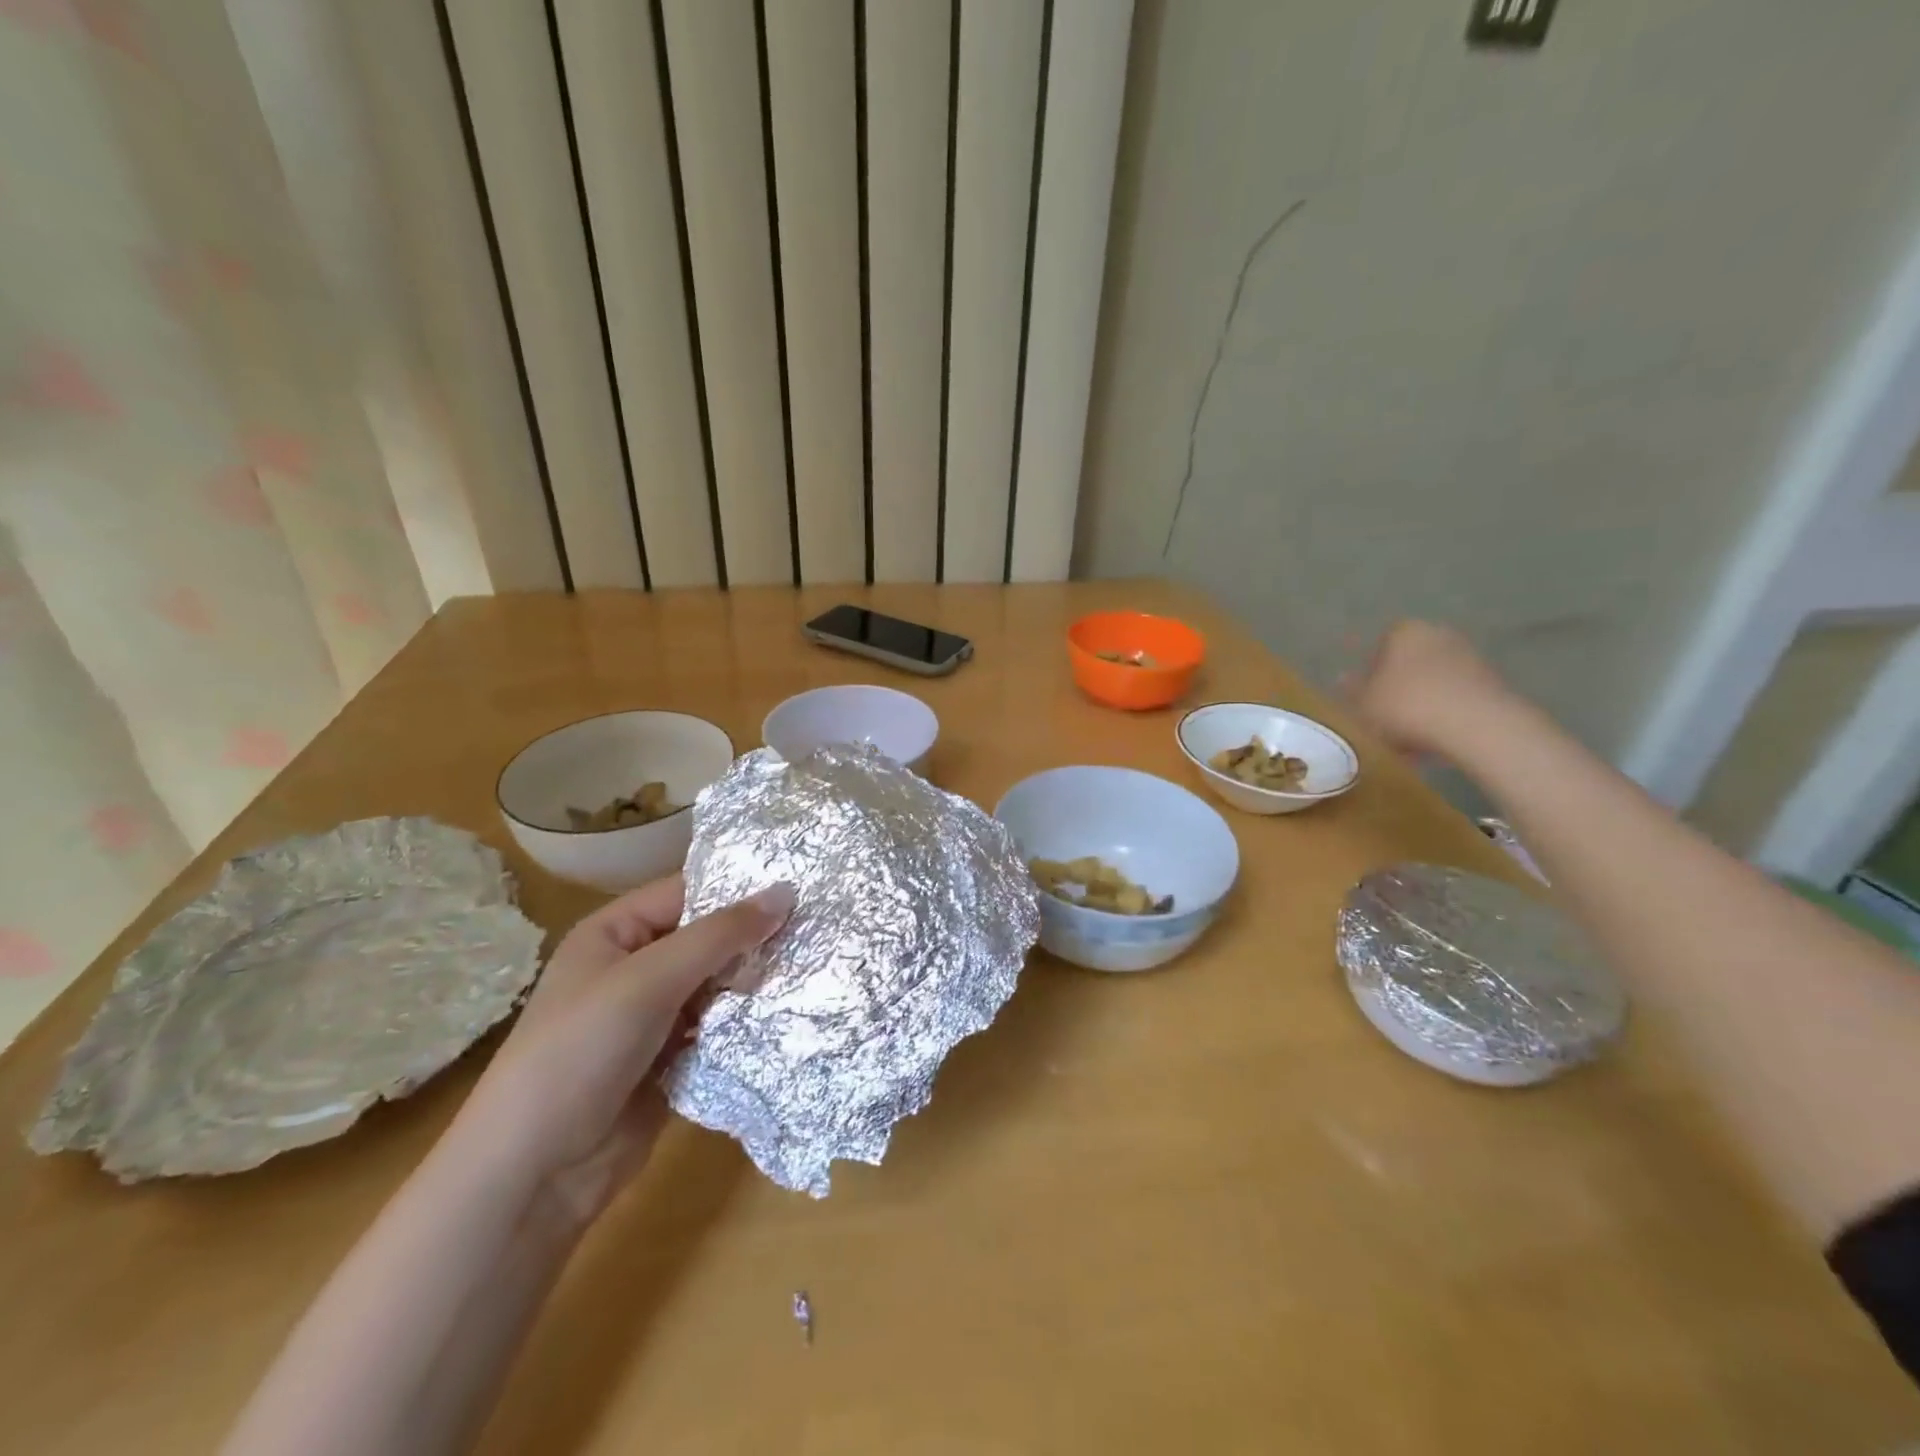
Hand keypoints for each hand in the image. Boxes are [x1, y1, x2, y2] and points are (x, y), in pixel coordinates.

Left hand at [454, 875, 794, 1228]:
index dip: (741, 887)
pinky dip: (748, 1022)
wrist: (533, 1173)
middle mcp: (636, 967)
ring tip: (816, 967)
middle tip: (819, 928)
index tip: (803, 884)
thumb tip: (787, 891)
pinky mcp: (671, 1059)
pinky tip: (791, 1012)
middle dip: (756, 937)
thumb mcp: (650, 980)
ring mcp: (654, 1016)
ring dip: (756, 981)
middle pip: (708, 938)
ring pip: (719, 984)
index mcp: (616, 933)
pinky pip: (719, 1027)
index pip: (688, 892)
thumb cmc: (581, 1052)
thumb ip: (720, 935)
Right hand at [1343, 620, 1513, 761]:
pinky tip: (1432, 739)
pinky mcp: (1491, 682)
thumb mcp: (1364, 703)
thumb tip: (1343, 679)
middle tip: (1383, 715)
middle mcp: (1438, 635)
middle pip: (1408, 662)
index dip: (1368, 672)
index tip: (1364, 697)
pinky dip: (1443, 713)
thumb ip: (1352, 690)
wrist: (1477, 726)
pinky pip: (1455, 696)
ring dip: (1420, 701)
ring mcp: (1469, 657)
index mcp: (1404, 632)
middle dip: (1396, 686)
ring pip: (1432, 680)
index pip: (1378, 646)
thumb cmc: (1407, 706)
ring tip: (1407, 736)